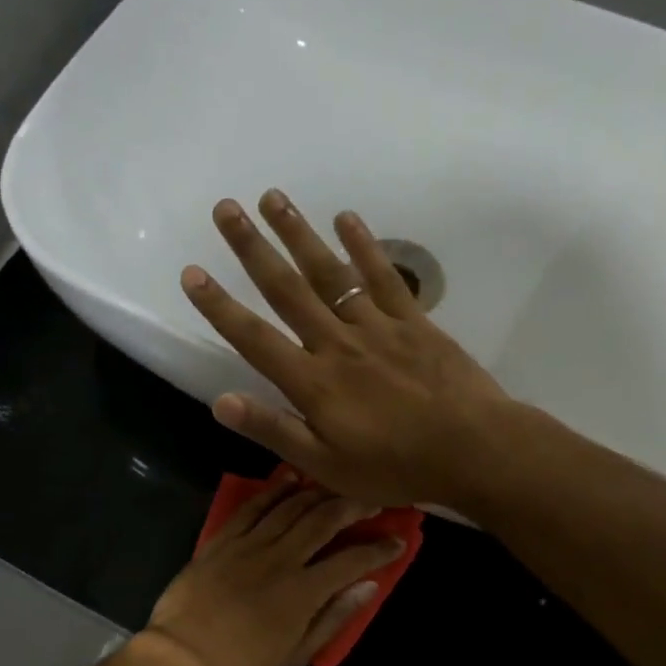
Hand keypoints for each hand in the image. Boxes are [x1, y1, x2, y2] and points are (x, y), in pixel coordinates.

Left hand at [139, 472, 404, 665]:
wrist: (182, 655)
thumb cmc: (242, 663)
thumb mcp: (295, 655)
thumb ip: (334, 618)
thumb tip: (369, 586)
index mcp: (303, 591)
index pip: (352, 560)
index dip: (380, 549)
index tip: (398, 541)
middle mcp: (281, 558)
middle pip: (324, 519)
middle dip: (354, 506)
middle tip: (372, 500)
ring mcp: (249, 544)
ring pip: (291, 506)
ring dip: (319, 492)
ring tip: (338, 485)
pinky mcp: (223, 538)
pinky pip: (252, 506)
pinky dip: (274, 489)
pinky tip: (289, 478)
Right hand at [179, 190, 516, 507]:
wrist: (473, 449)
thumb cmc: (395, 466)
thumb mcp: (325, 466)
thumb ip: (274, 430)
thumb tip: (221, 402)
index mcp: (313, 383)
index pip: (254, 338)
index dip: (220, 307)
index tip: (192, 273)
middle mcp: (337, 343)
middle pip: (287, 289)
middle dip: (252, 248)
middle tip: (225, 209)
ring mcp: (378, 327)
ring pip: (330, 273)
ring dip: (299, 234)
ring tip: (273, 198)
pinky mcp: (414, 322)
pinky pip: (384, 277)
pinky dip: (364, 246)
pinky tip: (346, 218)